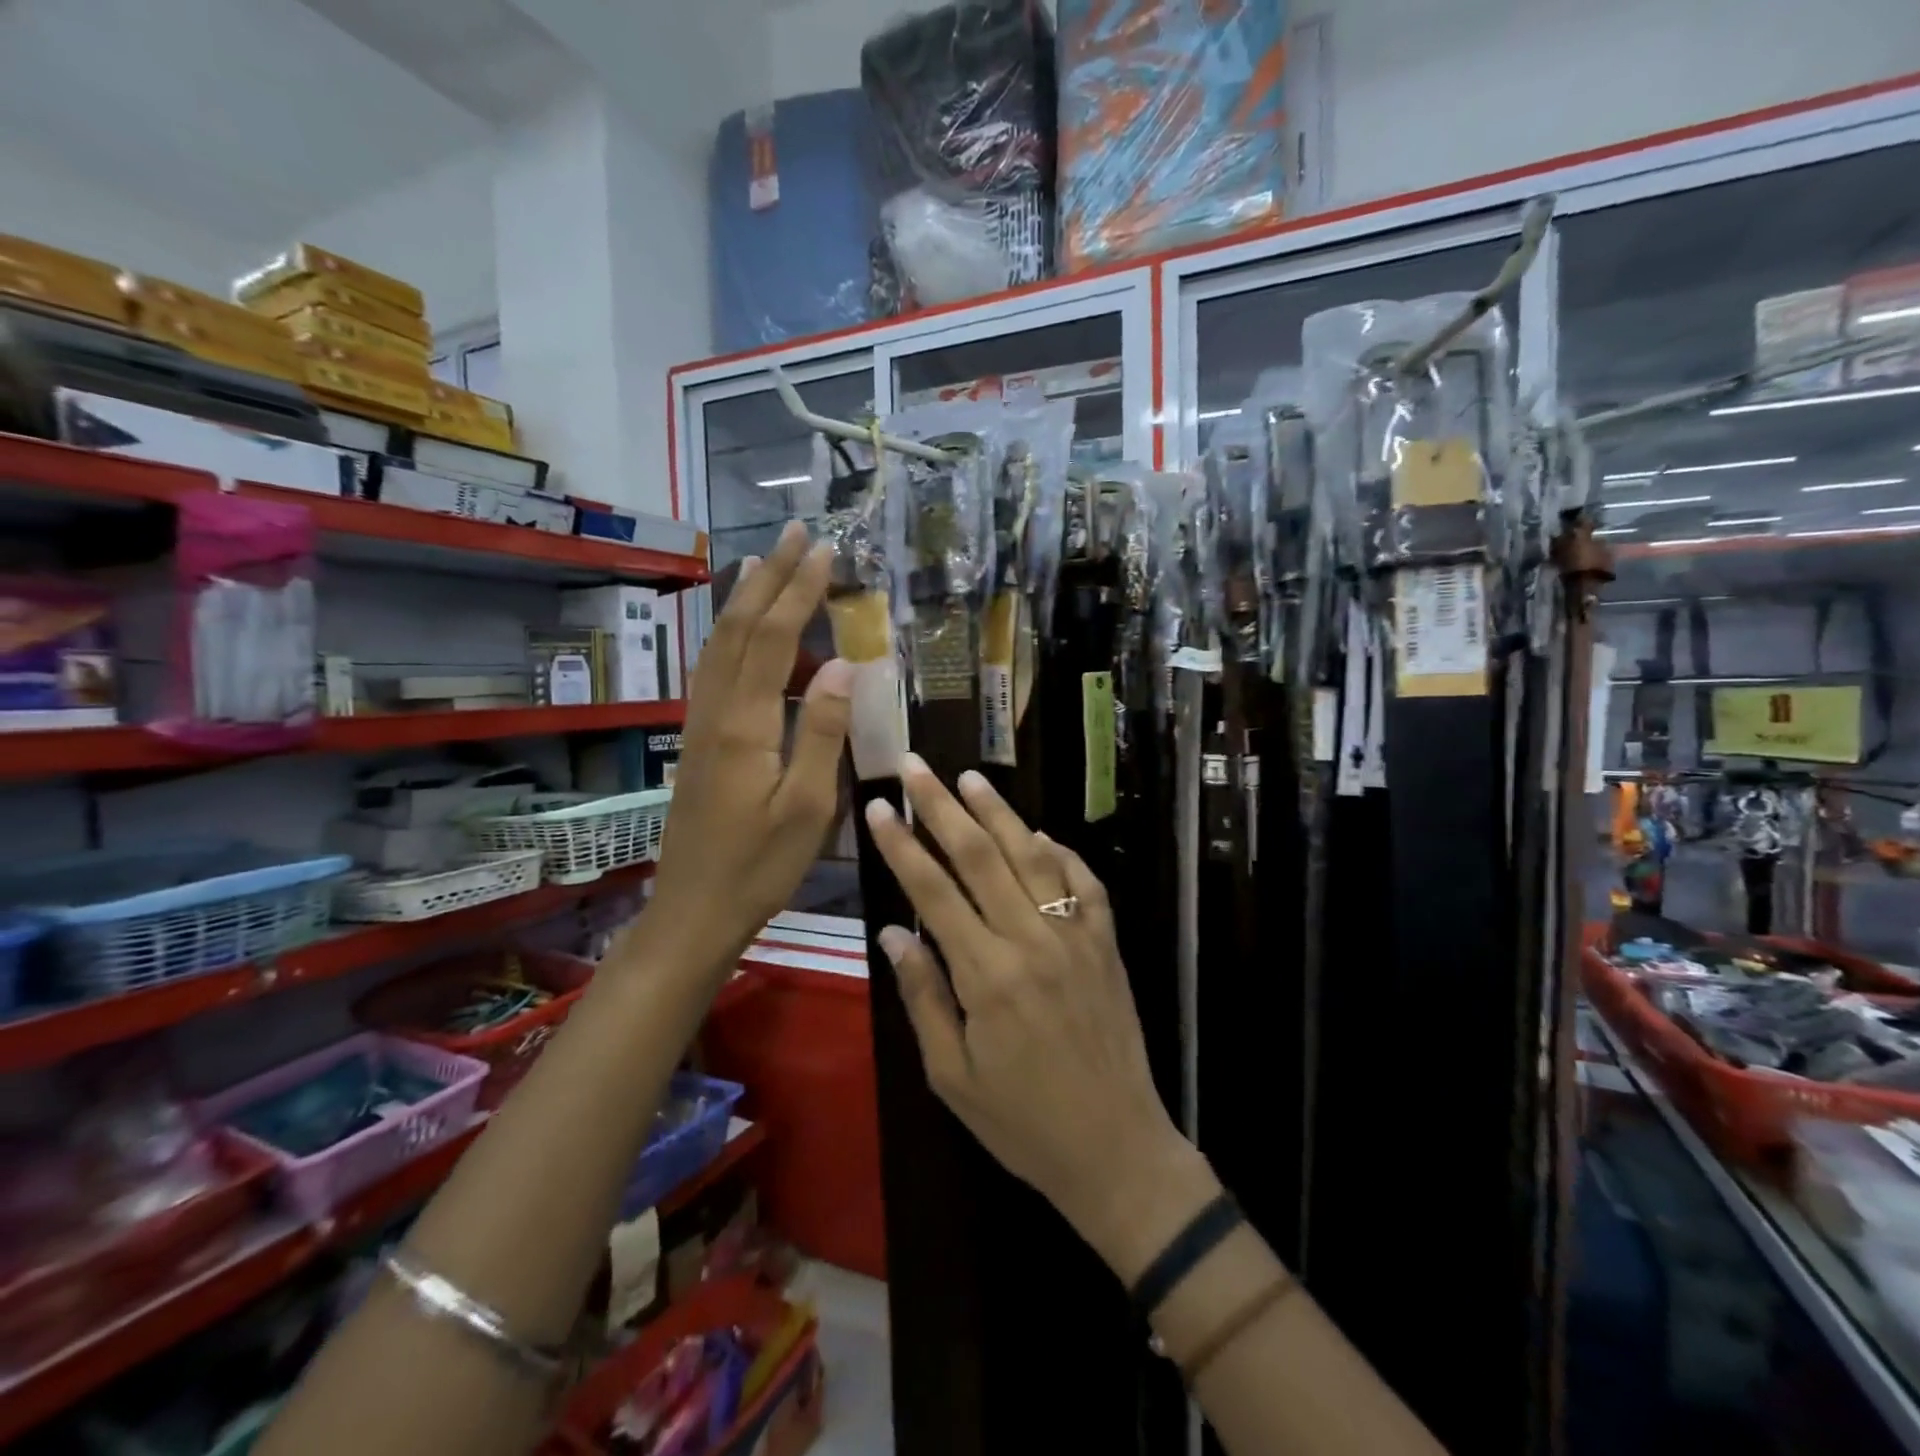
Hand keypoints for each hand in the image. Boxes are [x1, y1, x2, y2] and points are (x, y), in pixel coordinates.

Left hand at [647, 521, 850, 973]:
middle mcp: (716, 711)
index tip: (824, 550)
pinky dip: (732, 634)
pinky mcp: (701, 741)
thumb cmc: (759, 866)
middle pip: (740, 629)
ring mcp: (702, 725)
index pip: (775, 639)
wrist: (694, 909)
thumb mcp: (807, 808)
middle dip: (769, 577)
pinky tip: (743, 631)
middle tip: (795, 534)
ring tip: (765, 561)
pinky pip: (714, 669)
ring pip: (721, 645)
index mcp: (745, 724)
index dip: (799, 590)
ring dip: (745, 599)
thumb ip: (821, 733)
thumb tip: (843, 665)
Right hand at [865, 756, 1216, 1277]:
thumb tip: (892, 931)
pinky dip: (1062, 852)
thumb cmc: (1022, 1123)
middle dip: (943, 806)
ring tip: (971, 777)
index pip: (934, 892)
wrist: (1116, 1148)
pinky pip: (1085, 883)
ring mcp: (1076, 937)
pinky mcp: (1107, 944)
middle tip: (916, 765)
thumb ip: (923, 997)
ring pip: (1033, 856)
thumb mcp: (952, 1076)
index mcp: (987, 976)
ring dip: (1000, 813)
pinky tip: (1039, 834)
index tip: (880, 807)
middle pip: (981, 856)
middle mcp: (1032, 941)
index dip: (903, 845)